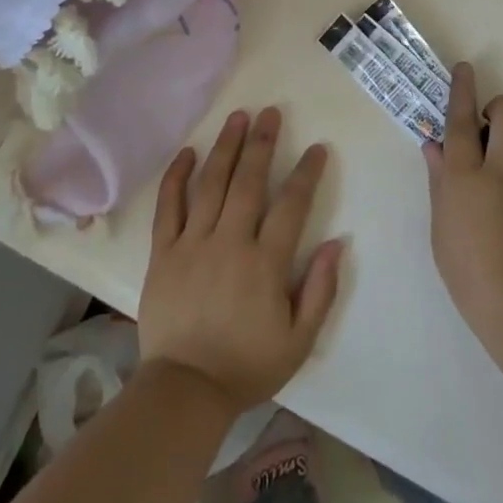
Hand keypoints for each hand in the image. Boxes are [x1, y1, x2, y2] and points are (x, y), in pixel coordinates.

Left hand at [140, 109, 344, 415]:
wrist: (185, 390)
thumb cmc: (247, 366)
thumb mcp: (299, 341)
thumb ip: (321, 290)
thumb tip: (339, 243)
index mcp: (265, 263)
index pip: (291, 205)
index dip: (306, 174)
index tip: (317, 148)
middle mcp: (229, 242)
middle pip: (248, 181)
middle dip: (262, 143)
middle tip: (271, 112)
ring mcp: (192, 243)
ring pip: (210, 184)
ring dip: (226, 147)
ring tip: (237, 117)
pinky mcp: (162, 252)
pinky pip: (168, 206)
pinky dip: (177, 177)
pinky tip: (188, 152)